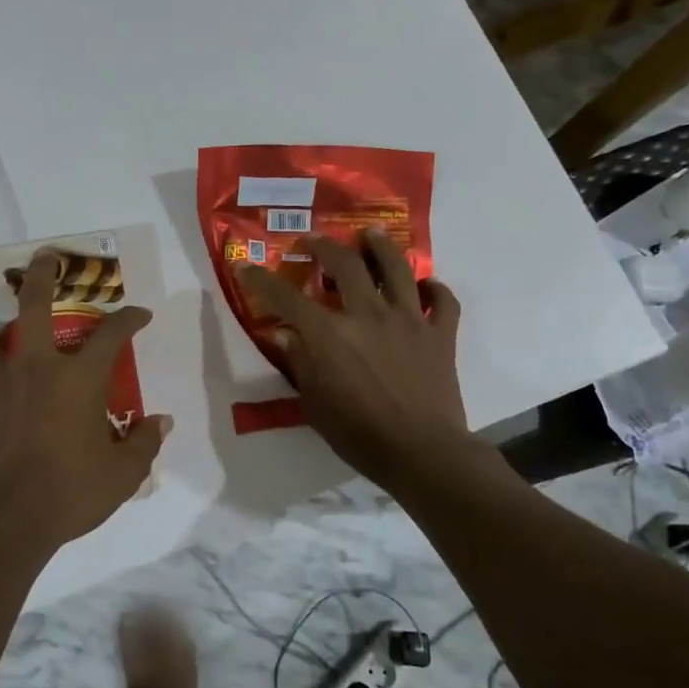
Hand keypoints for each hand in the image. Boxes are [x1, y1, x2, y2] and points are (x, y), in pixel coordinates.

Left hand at [0, 250, 172, 546]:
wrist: (1, 518)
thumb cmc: (69, 492)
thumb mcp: (122, 475)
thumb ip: (143, 444)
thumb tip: (160, 422)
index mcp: (78, 379)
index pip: (111, 334)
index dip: (129, 318)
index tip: (139, 313)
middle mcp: (34, 369)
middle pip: (33, 305)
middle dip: (40, 275)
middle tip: (43, 258)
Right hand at [236, 228, 473, 489]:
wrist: (422, 452)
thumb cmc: (359, 434)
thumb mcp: (314, 403)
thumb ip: (299, 362)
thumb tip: (283, 334)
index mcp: (330, 334)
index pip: (285, 298)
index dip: (261, 280)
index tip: (245, 267)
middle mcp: (367, 315)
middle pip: (345, 264)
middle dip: (323, 246)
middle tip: (313, 241)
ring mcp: (408, 320)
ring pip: (397, 268)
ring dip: (381, 247)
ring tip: (371, 234)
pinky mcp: (440, 334)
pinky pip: (443, 301)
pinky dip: (435, 289)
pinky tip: (426, 287)